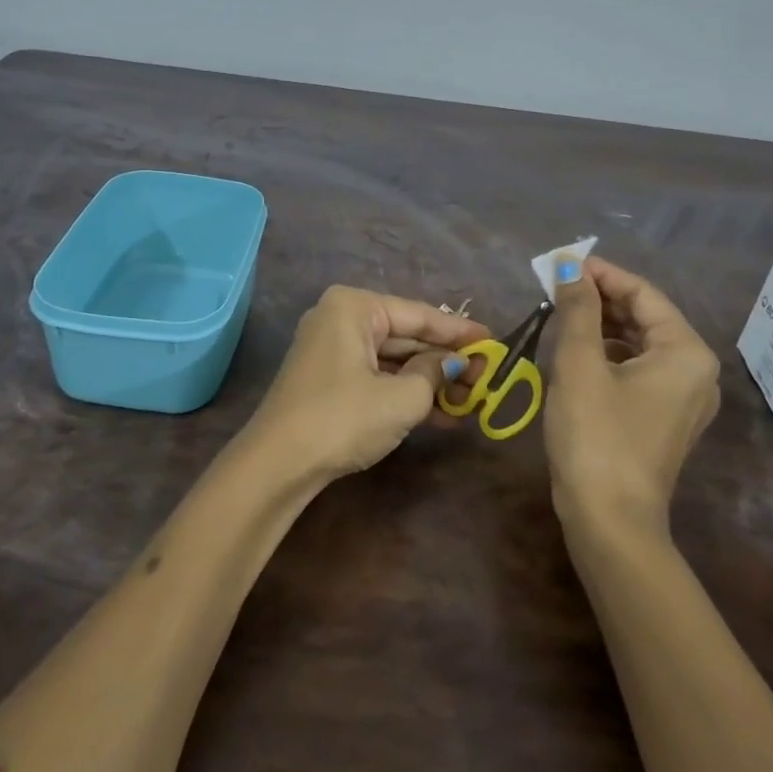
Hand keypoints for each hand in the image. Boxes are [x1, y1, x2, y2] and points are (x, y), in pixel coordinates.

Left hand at [248, 286, 487, 479]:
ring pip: (392, 360)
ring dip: (430, 381)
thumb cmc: (343, 418)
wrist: (278, 464)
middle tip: (487, 377)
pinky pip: (376, 376)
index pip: (419, 315)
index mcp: (354, 307)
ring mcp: (331, 350)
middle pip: (405, 336)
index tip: (494, 342)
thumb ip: (435, 374)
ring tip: (472, 400)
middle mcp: (340, 319)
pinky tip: (442, 414)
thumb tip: (453, 364)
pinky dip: (406, 393)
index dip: (459, 332)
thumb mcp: (401, 397)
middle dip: (446, 360)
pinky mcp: (328, 379)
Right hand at [545, 256, 720, 532]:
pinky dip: (609, 354)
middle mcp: (695, 370)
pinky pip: (639, 369)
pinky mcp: (665, 419)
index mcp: (686, 351)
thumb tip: (570, 264)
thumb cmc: (596, 435)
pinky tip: (577, 352)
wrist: (609, 521)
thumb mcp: (580, 364)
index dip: (601, 273)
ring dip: (602, 325)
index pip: (643, 293)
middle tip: (555, 286)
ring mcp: (683, 398)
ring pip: (640, 343)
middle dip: (600, 299)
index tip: (561, 263)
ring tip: (561, 314)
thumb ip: (577, 308)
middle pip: (645, 317)